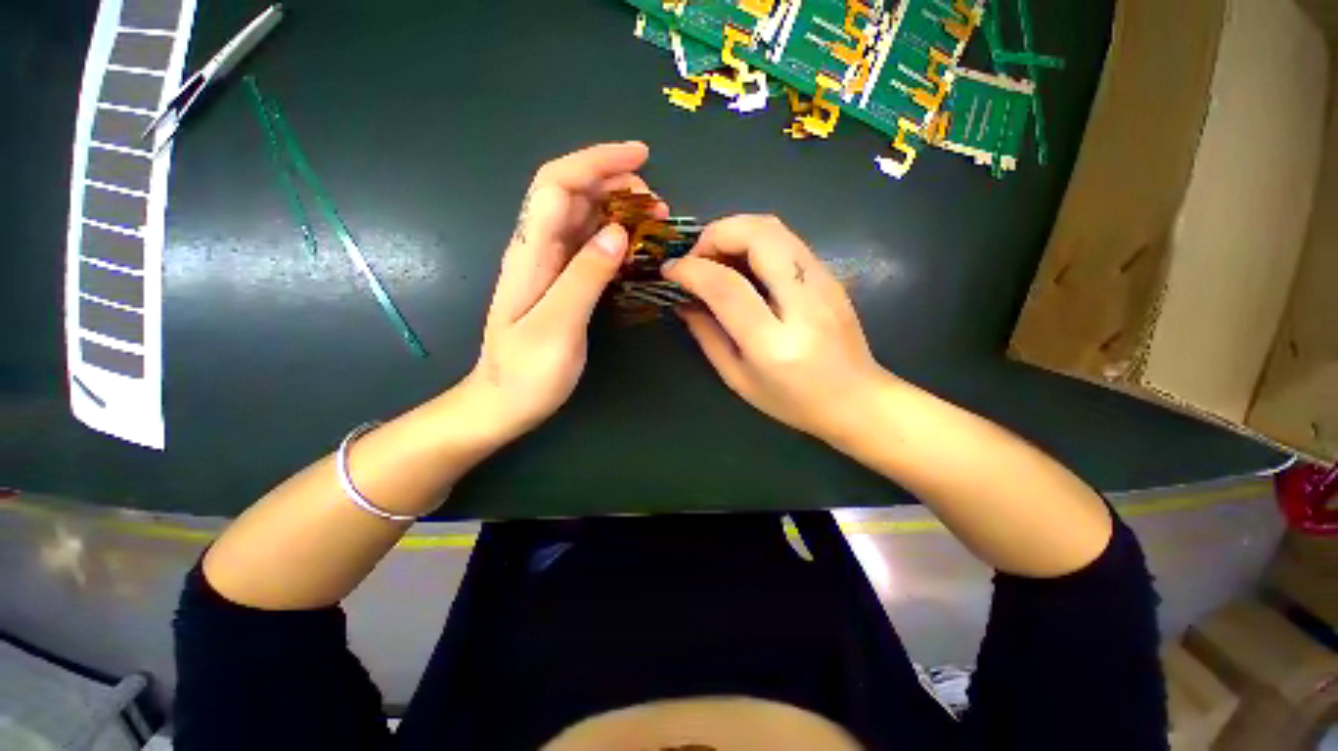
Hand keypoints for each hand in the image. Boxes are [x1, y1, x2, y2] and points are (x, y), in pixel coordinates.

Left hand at [468, 142, 663, 441]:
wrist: (503, 403)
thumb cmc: (526, 373)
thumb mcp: (557, 326)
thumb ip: (585, 277)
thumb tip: (618, 233)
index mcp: (531, 253)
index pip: (557, 185)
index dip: (596, 162)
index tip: (641, 157)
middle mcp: (538, 251)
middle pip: (572, 194)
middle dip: (614, 183)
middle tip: (657, 202)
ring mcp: (550, 268)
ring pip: (583, 219)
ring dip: (619, 209)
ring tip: (655, 220)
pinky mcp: (562, 285)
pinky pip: (589, 248)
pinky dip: (615, 238)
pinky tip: (636, 248)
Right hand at [663, 215, 890, 441]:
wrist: (856, 399)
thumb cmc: (792, 401)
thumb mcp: (738, 379)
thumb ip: (707, 336)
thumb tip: (684, 301)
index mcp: (773, 342)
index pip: (726, 287)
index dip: (692, 269)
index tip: (671, 269)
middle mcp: (802, 303)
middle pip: (758, 236)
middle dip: (715, 234)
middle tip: (696, 257)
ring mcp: (823, 283)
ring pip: (775, 227)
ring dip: (735, 231)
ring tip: (715, 257)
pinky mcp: (830, 275)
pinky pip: (786, 239)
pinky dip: (754, 239)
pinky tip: (742, 263)